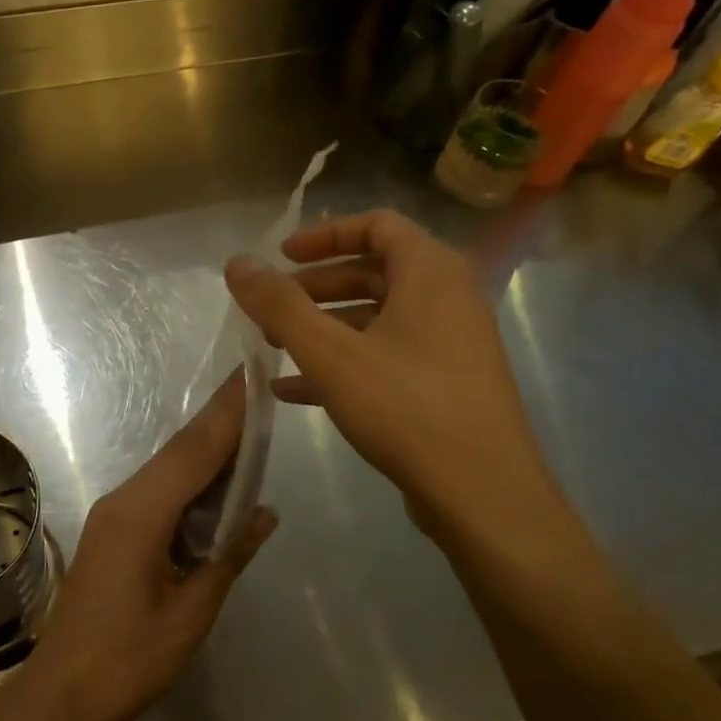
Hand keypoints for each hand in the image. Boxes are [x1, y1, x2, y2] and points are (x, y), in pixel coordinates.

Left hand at [9, 377, 275, 720]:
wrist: (61, 694)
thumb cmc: (129, 659)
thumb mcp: (191, 612)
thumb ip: (229, 556)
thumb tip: (264, 513)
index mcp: (142, 513)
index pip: (194, 450)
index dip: (227, 413)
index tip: (251, 375)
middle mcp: (124, 500)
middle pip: (179, 450)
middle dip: (219, 419)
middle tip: (256, 389)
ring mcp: (114, 514)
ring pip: (167, 468)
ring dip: (206, 448)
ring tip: (246, 426)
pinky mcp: (112, 530)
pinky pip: (157, 490)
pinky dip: (190, 478)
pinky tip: (215, 481)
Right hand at [224, 209, 561, 549]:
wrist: (483, 495)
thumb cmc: (406, 407)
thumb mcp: (330, 353)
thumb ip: (280, 305)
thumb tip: (237, 262)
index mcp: (431, 273)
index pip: (377, 224)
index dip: (324, 234)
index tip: (281, 257)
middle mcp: (448, 298)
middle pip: (373, 271)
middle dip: (315, 287)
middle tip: (271, 308)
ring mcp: (451, 344)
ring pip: (377, 318)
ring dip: (324, 328)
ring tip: (274, 349)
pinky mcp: (446, 384)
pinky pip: (387, 356)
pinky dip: (343, 363)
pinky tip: (296, 390)